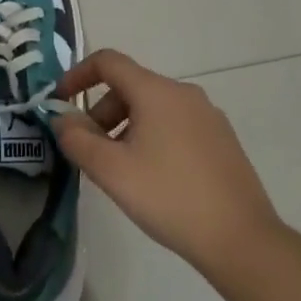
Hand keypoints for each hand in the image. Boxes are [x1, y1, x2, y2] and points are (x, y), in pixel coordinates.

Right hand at [52, 48, 281, 277]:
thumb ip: (77, 139)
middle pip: (130, 86)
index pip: (108, 61)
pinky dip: (152, 137)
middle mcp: (184, 93)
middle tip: (89, 151)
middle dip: (101, 112)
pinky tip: (153, 178)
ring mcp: (208, 115)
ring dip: (125, 127)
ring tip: (119, 170)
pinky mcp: (222, 139)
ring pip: (153, 108)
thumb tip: (61, 118)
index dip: (78, 75)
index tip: (59, 102)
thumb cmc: (169, 197)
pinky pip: (175, 124)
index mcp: (156, 91)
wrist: (241, 239)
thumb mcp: (112, 171)